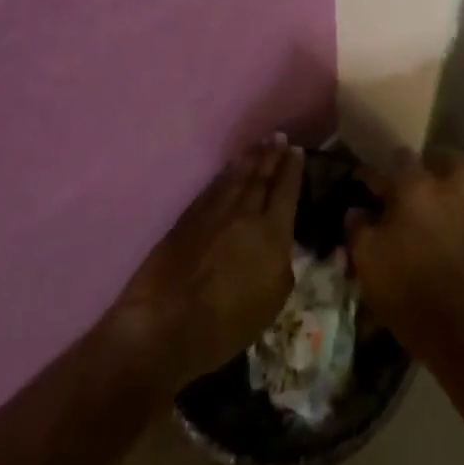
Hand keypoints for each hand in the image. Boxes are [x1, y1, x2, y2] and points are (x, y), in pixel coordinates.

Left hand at [108, 138, 303, 389]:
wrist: (166, 327)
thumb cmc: (227, 324)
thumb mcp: (273, 299)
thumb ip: (282, 262)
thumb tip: (281, 242)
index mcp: (271, 231)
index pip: (286, 190)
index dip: (292, 168)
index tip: (297, 150)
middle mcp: (244, 212)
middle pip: (261, 176)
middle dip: (272, 155)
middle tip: (279, 137)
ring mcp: (213, 212)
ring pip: (236, 176)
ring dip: (249, 158)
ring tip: (259, 144)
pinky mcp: (187, 219)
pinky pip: (212, 188)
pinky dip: (224, 175)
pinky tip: (229, 170)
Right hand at [346, 148, 463, 350]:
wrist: (443, 319)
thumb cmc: (400, 275)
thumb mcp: (365, 251)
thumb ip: (357, 226)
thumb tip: (355, 211)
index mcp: (416, 185)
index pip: (399, 158)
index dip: (376, 168)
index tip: (360, 178)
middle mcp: (442, 191)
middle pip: (452, 161)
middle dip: (436, 161)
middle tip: (412, 172)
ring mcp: (458, 215)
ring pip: (457, 186)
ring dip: (438, 187)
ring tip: (410, 201)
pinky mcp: (463, 240)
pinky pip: (454, 211)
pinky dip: (440, 211)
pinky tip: (416, 226)